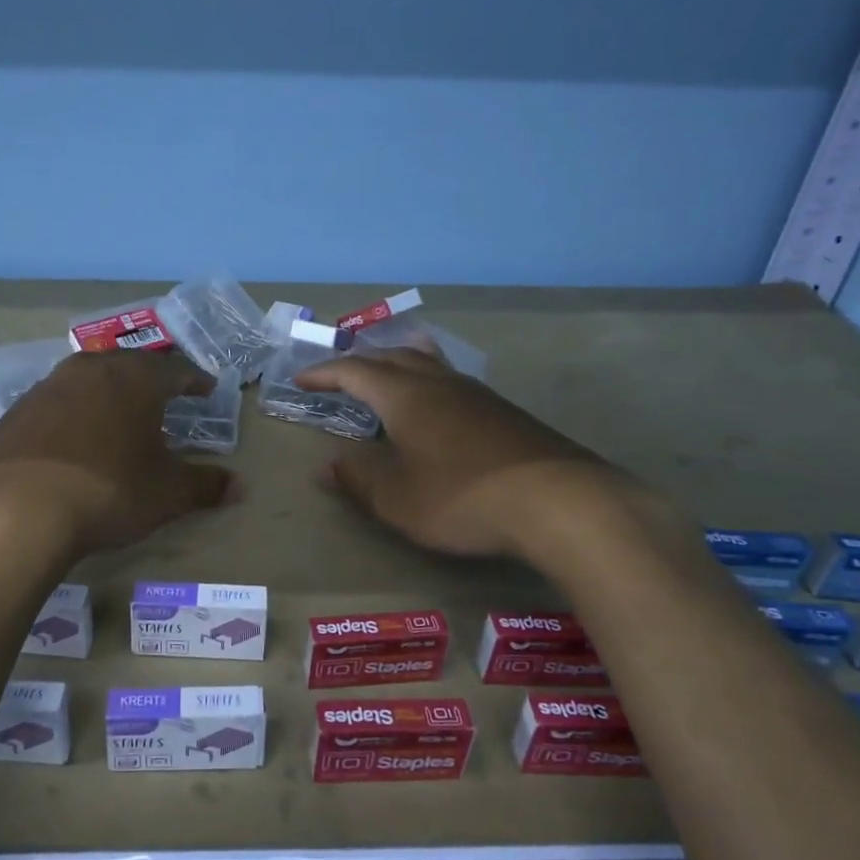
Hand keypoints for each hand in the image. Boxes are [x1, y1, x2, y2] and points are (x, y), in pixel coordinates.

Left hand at [0, 351, 235, 555]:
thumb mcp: (166, 493)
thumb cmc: (107, 490)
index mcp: (134, 379)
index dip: (195, 379)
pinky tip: (72, 442)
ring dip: (107, 395)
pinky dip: (72, 416)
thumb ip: (205, 486)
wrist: (12, 509)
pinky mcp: (13, 414)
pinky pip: (55, 405)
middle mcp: (90, 370)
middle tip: (164, 397)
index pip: (175, 368)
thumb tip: (240, 487)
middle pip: (128, 365)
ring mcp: (46, 388)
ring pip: (87, 381)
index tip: (206, 389)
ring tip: (118, 417)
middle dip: (150, 380)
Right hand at [294, 347, 661, 561]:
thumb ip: (359, 480)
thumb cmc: (463, 498)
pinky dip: (429, 381)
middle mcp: (439, 383)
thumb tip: (328, 465)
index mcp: (405, 396)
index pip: (354, 372)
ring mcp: (477, 394)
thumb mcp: (398, 500)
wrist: (559, 502)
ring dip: (399, 363)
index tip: (301, 380)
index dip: (324, 374)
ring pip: (429, 363)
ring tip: (388, 369)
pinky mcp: (505, 412)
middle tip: (340, 375)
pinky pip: (453, 381)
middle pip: (392, 357)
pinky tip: (439, 403)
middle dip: (360, 363)